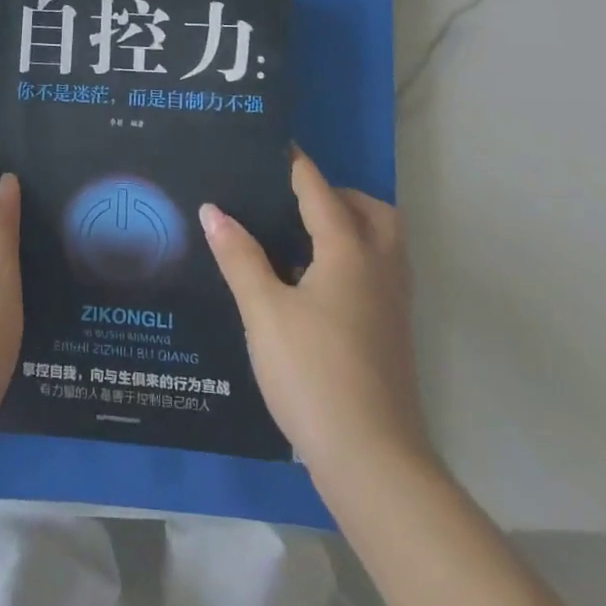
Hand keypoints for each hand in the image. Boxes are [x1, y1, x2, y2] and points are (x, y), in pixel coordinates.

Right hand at [200, 148, 430, 485]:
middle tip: (294, 199)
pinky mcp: (391, 335)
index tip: (274, 143)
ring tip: (299, 238)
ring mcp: (392, 305)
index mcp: (349, 252)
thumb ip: (239, 256)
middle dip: (339, 195)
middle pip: (372, 212)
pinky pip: (377, 273)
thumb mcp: (264, 311)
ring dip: (350, 227)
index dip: (296, 165)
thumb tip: (213, 209)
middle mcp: (379, 269)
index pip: (321, 191)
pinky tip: (312, 285)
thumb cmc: (312, 373)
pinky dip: (351, 259)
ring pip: (382, 244)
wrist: (372, 461)